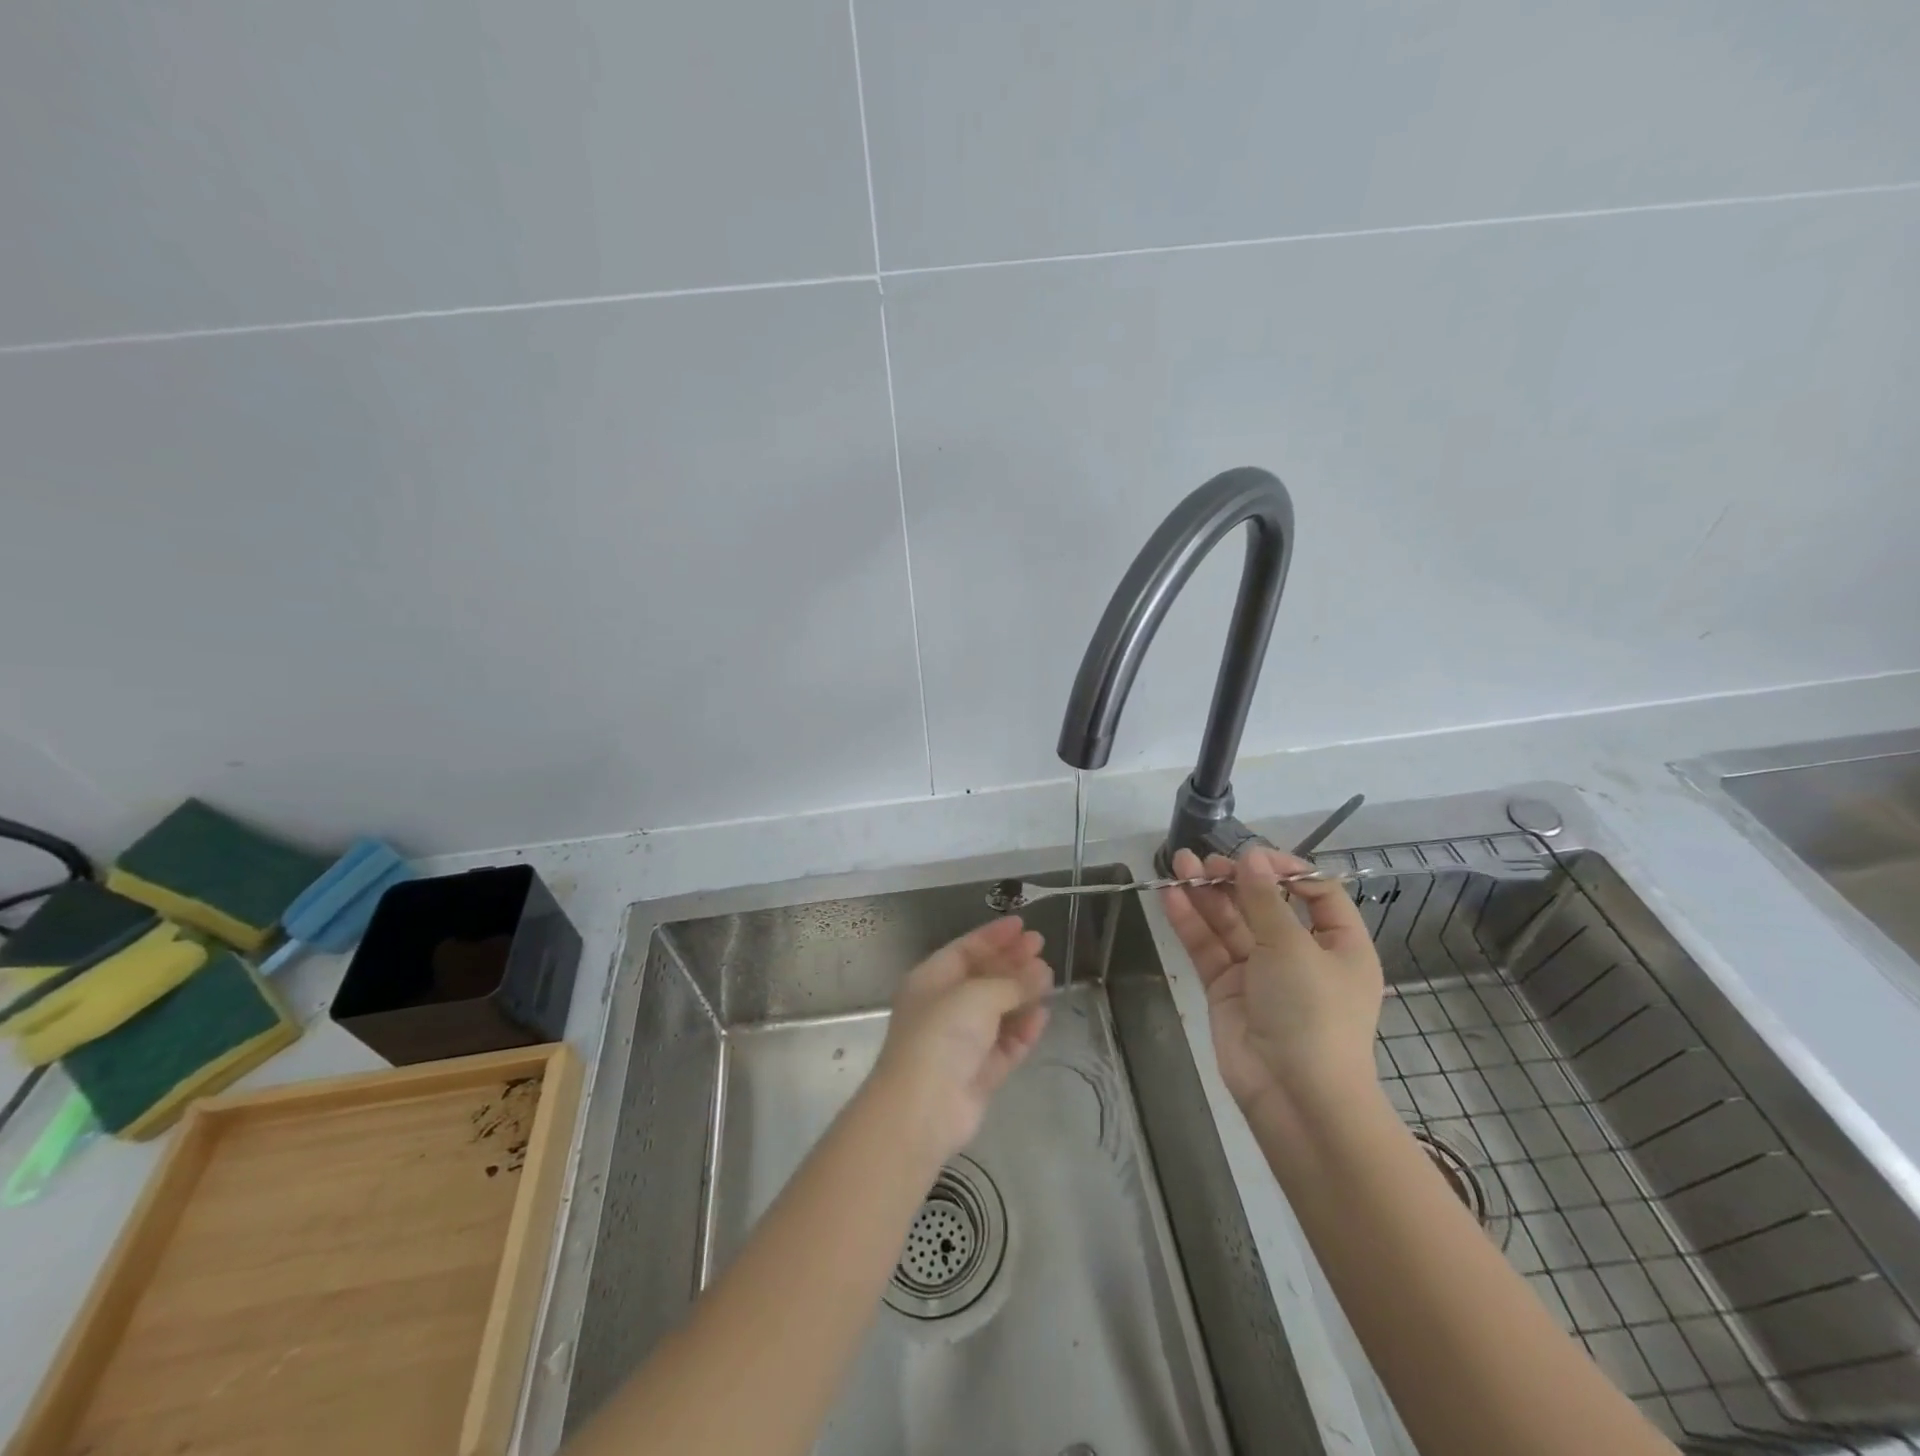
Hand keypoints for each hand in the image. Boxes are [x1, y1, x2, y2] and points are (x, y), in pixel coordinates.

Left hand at [870, 916, 1051, 1164]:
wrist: (922, 1108)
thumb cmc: (941, 1035)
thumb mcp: (977, 996)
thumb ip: (1012, 982)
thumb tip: (1042, 970)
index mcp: (931, 980)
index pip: (965, 949)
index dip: (993, 936)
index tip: (1022, 925)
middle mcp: (944, 1007)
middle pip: (983, 977)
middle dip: (1011, 961)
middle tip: (1041, 946)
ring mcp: (962, 1041)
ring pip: (997, 1010)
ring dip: (1021, 994)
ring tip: (1049, 978)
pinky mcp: (979, 1072)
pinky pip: (1005, 1044)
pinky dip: (1023, 1029)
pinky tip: (1043, 1015)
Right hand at [1162, 846, 1383, 1136]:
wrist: (1294, 1095)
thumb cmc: (1312, 1012)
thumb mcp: (1293, 947)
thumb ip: (1264, 899)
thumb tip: (1251, 856)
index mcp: (1338, 945)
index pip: (1316, 893)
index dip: (1286, 870)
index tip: (1254, 856)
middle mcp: (1300, 954)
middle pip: (1265, 905)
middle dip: (1235, 880)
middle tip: (1205, 860)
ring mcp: (1260, 972)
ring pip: (1230, 923)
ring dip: (1205, 894)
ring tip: (1178, 864)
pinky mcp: (1226, 989)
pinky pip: (1208, 948)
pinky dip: (1190, 922)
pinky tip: (1170, 896)